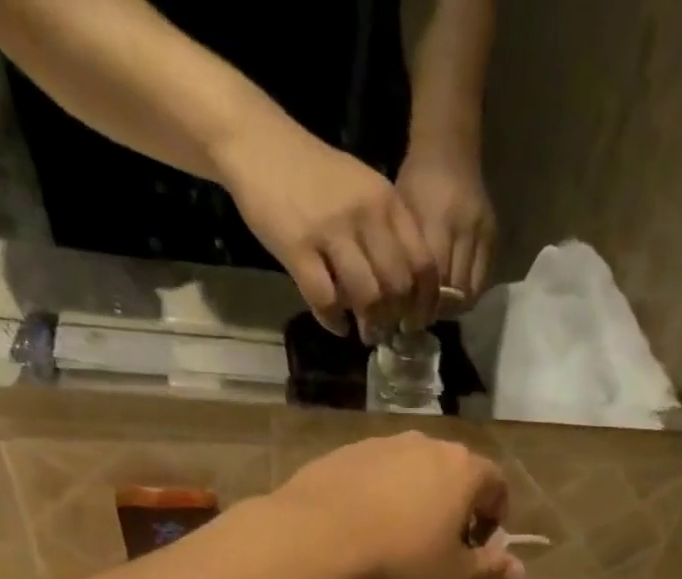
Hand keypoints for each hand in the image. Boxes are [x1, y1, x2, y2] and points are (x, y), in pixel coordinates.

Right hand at [216, 114, 438, 340]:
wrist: (257, 143)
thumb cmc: (313, 175)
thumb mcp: (363, 191)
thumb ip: (386, 232)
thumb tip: (406, 290)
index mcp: (387, 202)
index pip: (423, 263)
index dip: (425, 302)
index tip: (416, 321)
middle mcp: (366, 215)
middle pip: (398, 286)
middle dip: (396, 318)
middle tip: (388, 331)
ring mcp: (331, 231)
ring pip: (367, 296)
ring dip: (370, 325)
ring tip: (366, 333)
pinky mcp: (297, 248)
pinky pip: (325, 299)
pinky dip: (334, 320)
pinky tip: (336, 324)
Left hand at [268, 432, 521, 578]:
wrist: (315, 543)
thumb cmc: (400, 563)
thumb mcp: (453, 577)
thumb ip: (489, 569)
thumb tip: (518, 569)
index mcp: (463, 471)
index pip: (496, 484)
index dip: (495, 517)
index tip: (479, 545)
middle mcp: (425, 446)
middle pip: (454, 472)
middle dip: (456, 506)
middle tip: (442, 544)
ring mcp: (381, 445)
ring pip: (412, 471)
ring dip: (416, 498)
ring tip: (399, 538)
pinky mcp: (342, 454)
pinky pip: (374, 475)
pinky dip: (379, 496)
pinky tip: (363, 529)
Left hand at [395, 142, 494, 307]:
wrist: (450, 150)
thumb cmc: (416, 182)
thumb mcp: (401, 215)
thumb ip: (404, 256)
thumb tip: (399, 301)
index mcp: (437, 220)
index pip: (433, 280)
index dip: (421, 305)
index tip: (407, 319)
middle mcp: (465, 229)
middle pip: (454, 290)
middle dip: (437, 311)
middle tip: (420, 320)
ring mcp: (483, 234)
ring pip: (471, 291)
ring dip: (453, 307)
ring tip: (436, 311)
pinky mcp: (494, 239)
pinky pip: (482, 281)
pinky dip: (467, 296)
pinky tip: (452, 299)